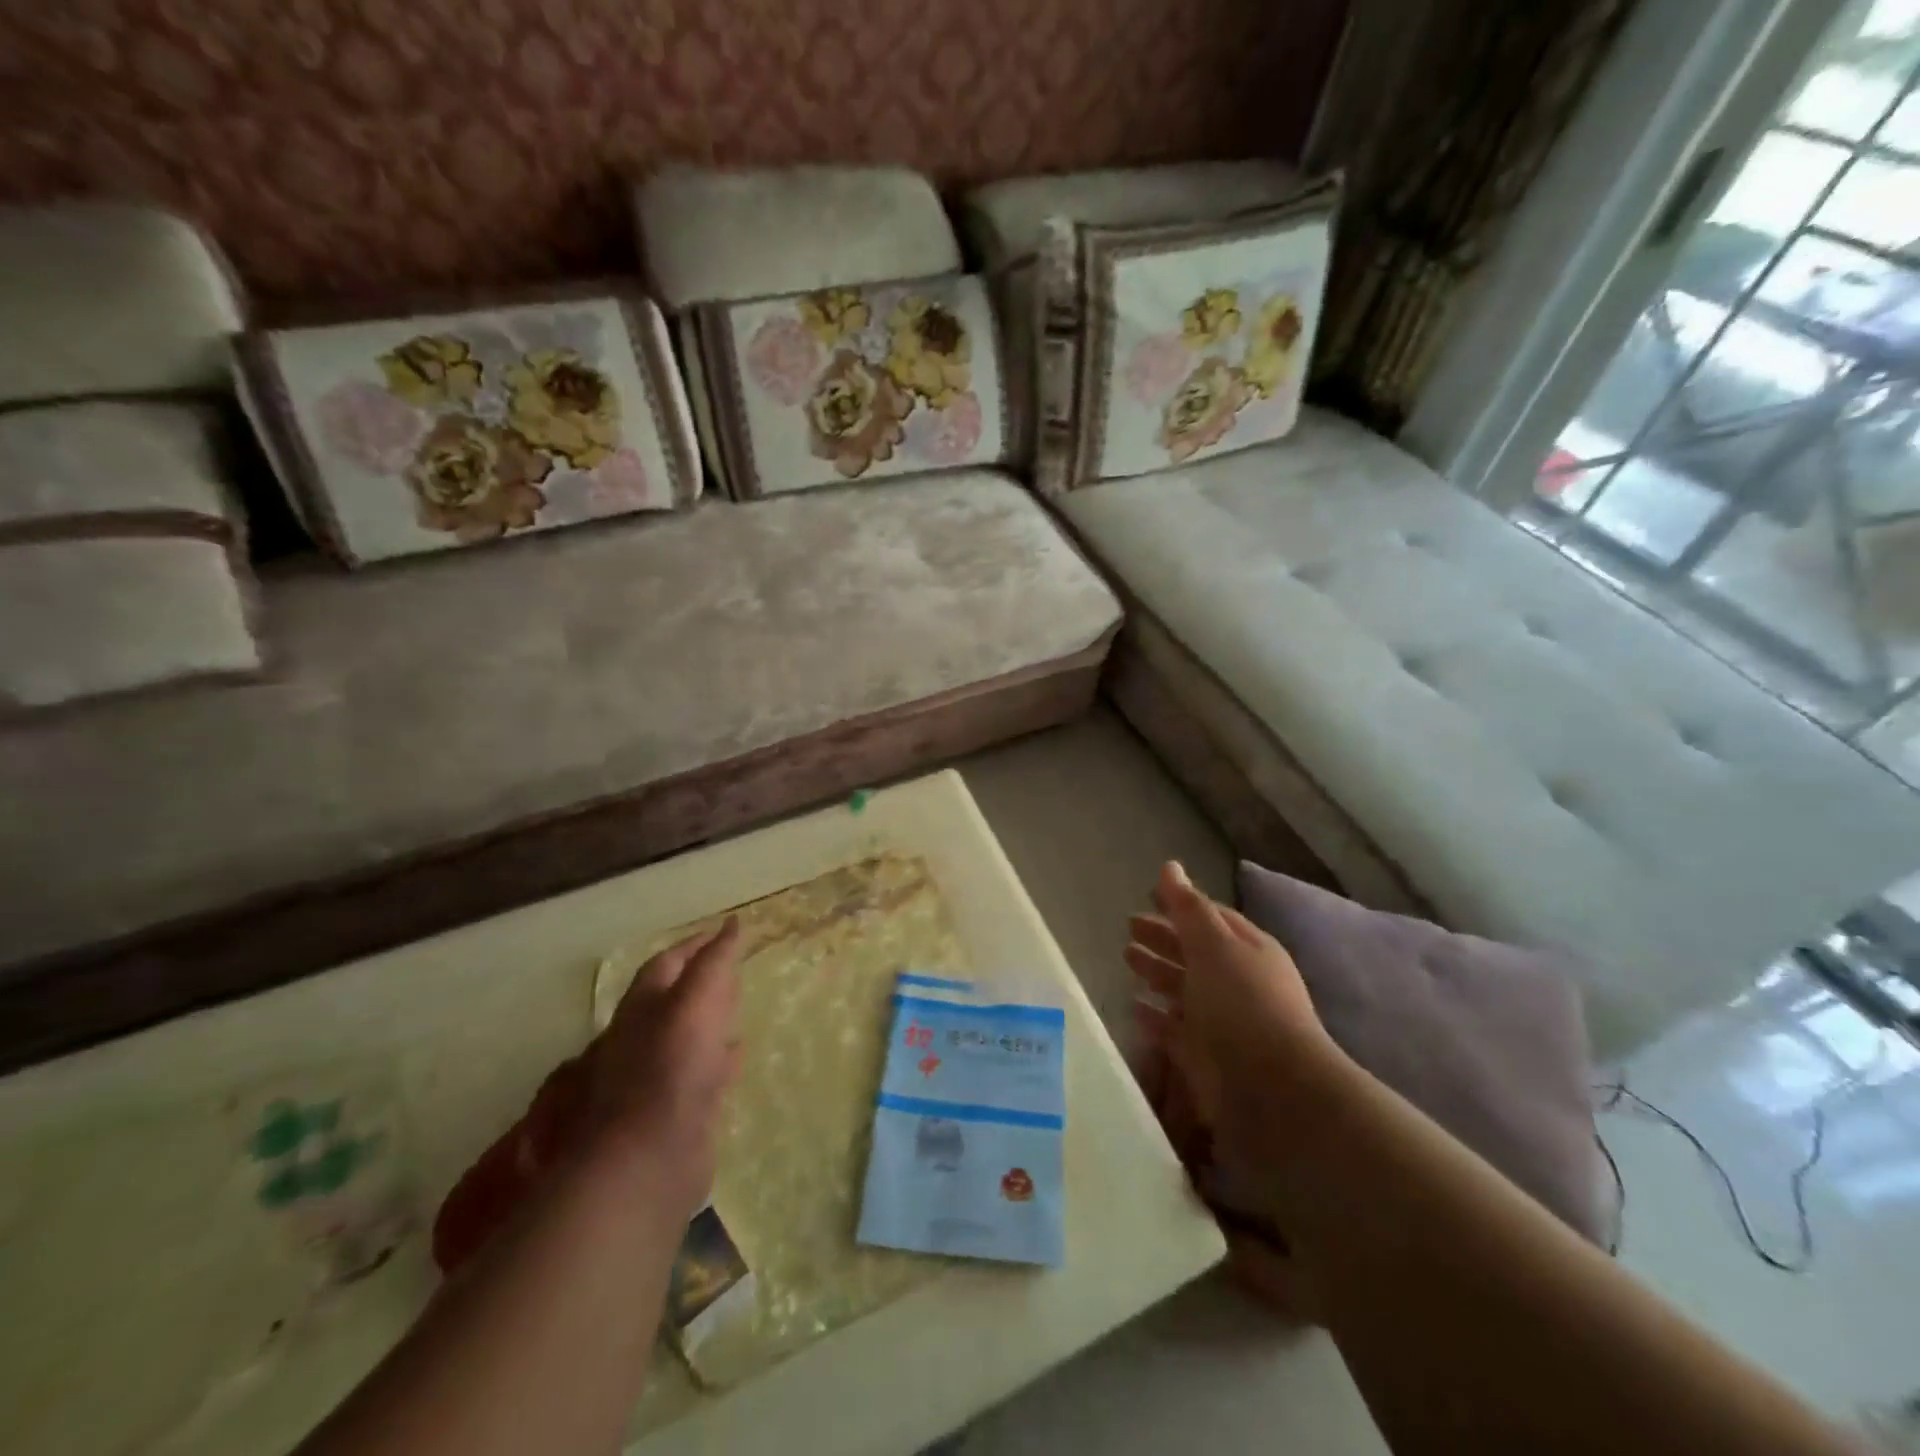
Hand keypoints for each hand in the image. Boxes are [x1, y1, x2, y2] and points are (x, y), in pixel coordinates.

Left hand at [587, 917, 744, 1218]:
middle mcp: (643, 1038)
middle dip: (701, 983)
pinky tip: (736, 1059)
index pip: (668, 963)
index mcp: (643, 1008)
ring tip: (739, 1011)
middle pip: (673, 1000)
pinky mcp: (674, 1111)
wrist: (648, 1161)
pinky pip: (700, 1073)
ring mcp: (656, 1077)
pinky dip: (718, 1059)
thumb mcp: (697, 1003)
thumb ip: (714, 963)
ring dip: (710, 1021)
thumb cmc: (671, 1069)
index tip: (727, 932)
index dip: (695, 945)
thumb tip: (732, 924)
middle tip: (735, 971)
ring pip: (686, 1037)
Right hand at [1126, 862, 1346, 1319]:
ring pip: (1183, 989)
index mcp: (1248, 950)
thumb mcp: (1215, 945)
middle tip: (1128, 926)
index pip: (1210, 918)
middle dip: (1163, 937)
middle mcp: (1237, 983)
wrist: (1273, 1093)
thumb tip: (1170, 866)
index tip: (1147, 895)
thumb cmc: (1244, 1005)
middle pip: (1194, 952)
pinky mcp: (1205, 1057)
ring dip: (1156, 973)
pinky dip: (1155, 1017)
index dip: (1180, 905)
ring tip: (1125, 959)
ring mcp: (1221, 1022)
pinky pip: (1174, 1029)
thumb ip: (1188, 908)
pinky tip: (1134, 1008)